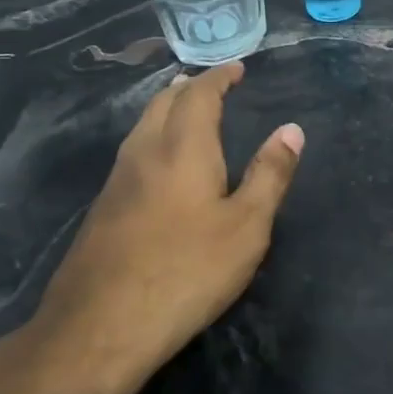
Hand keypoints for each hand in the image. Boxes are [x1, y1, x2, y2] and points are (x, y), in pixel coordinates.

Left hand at [7, 61, 303, 393]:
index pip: (199, 95)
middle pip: (162, 103)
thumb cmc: (187, 271)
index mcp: (183, 148)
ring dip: (167, 110)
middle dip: (189, 88)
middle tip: (212, 85)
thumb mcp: (246, 227)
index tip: (237, 68)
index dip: (219, 77)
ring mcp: (116, 181)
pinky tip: (161, 164)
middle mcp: (144, 153)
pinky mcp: (102, 208)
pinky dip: (153, 137)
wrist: (101, 325)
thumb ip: (269, 175)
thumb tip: (291, 129)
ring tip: (187, 112)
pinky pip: (132, 152)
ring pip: (142, 127)